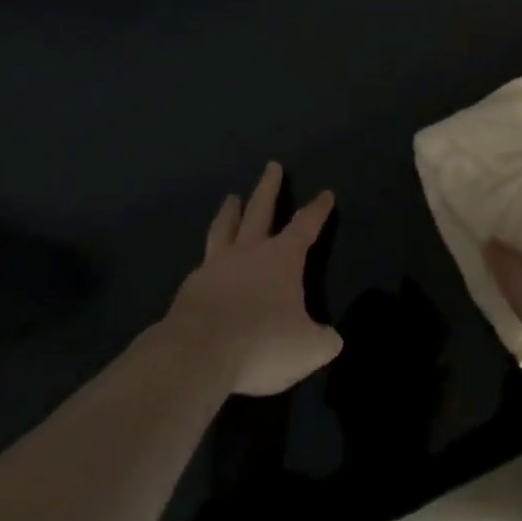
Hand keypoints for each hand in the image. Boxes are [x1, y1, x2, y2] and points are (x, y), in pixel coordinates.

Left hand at [166, 162, 342, 396]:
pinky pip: (202, 265)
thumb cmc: (261, 342)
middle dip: (269, 188)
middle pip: (260, 210)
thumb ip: (323, 341)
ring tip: (231, 198)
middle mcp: (249, 252)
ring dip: (230, 212)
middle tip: (272, 165)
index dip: (318, 210)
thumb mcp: (308, 349)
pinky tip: (206, 263)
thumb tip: (332, 339)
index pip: (306, 224)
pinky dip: (208, 259)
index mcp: (282, 257)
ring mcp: (215, 267)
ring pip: (224, 229)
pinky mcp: (189, 289)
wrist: (197, 355)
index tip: (326, 193)